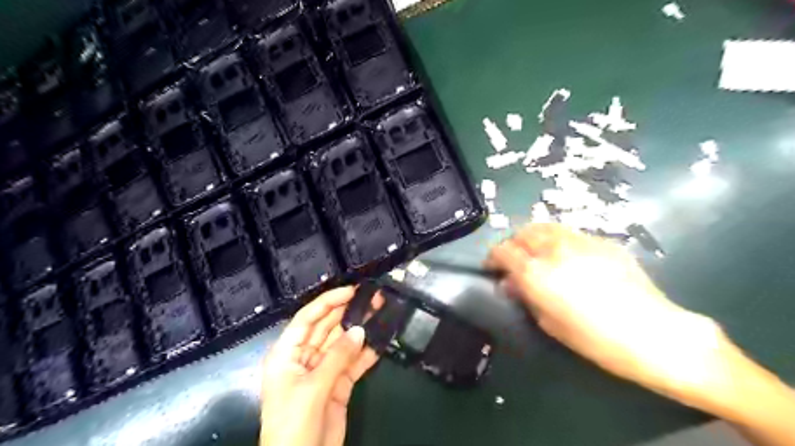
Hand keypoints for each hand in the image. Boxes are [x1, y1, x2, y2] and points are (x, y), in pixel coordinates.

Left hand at [261, 285, 380, 445]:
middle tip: (372, 298)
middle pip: (327, 327)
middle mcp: (305, 357)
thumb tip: (360, 330)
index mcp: (287, 353)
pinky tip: (380, 341)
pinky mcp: (338, 384)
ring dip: (360, 330)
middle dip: (348, 312)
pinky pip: (353, 363)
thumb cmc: (293, 424)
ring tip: (381, 312)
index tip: (351, 291)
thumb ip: (337, 357)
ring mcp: (323, 370)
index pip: (307, 318)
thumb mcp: (312, 388)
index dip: (328, 302)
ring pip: (343, 343)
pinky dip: (366, 353)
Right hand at [480, 223, 728, 404]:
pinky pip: (570, 234)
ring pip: (546, 227)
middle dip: (513, 244)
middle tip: (515, 260)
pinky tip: (569, 258)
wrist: (652, 333)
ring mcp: (580, 241)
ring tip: (538, 253)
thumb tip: (510, 282)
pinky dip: (559, 241)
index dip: (493, 257)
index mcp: (536, 272)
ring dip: (534, 238)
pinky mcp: (602, 241)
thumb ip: (525, 296)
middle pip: (523, 233)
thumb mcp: (549, 322)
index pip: (503, 251)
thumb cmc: (594, 338)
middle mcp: (554, 249)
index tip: (493, 268)